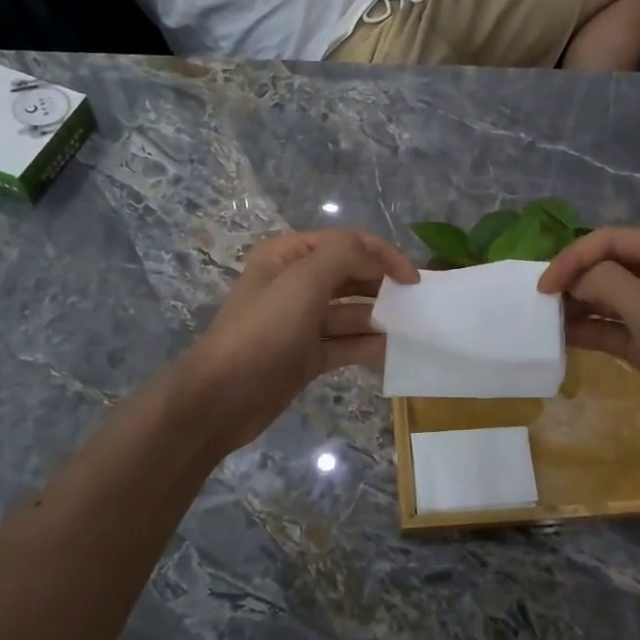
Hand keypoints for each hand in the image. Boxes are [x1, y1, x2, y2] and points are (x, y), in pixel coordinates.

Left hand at [180, 228, 418, 450]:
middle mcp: (296, 282)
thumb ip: (344, 255)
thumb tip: (378, 256)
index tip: (413, 280)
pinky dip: (368, 345)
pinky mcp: (307, 354)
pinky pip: (346, 343)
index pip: (347, 242)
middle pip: (351, 275)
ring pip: (352, 312)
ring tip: (411, 329)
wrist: (222, 397)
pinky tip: (393, 351)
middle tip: (417, 304)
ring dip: (380, 317)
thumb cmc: (263, 331)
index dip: (383, 255)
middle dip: (384, 285)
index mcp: (289, 256)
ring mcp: (302, 321)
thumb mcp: (303, 281)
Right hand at [539, 228, 639, 459]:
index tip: (544, 285)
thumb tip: (572, 279)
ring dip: (577, 305)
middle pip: (607, 265)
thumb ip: (606, 284)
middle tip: (539, 302)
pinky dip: (587, 329)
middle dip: (574, 279)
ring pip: (606, 297)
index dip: (574, 257)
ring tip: (543, 318)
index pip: (611, 240)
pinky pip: (610, 326)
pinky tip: (559, 336)